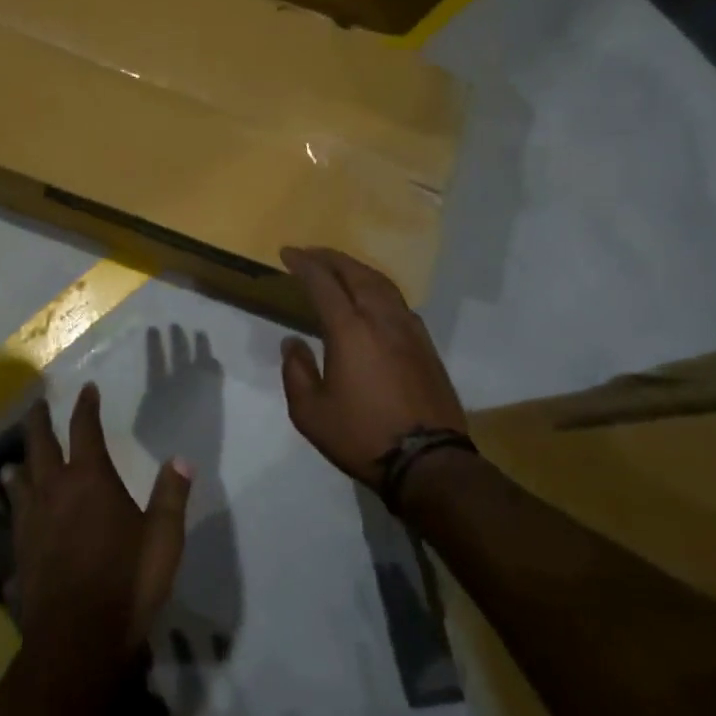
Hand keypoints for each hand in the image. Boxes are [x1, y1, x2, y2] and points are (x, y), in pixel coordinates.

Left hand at [15, 386, 192, 667]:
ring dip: (21, 457)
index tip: (87, 389)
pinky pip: (13, 508)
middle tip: (37, 404)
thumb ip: (171, 496)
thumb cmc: (127, 582)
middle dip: (39, 420)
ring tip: (18, 452)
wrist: (77, 638)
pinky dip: (12, 494)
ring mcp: (33, 518)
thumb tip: (181, 459)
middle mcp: (56, 488)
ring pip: (21, 475)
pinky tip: (11, 499)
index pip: (85, 429)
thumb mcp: (163, 540)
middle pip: (40, 443)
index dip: (86, 406)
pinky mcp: (20, 546)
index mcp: (91, 479)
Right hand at [278, 247, 467, 488]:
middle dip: (331, 258)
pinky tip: (372, 299)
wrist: (428, 461)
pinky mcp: (426, 345)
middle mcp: (381, 319)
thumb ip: (296, 371)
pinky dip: (378, 288)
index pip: (322, 283)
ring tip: (340, 268)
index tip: (287, 253)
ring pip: (382, 284)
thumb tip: (293, 342)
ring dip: (357, 269)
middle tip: (311, 253)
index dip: (303, 264)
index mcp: (349, 330)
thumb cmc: (361, 436)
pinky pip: (398, 302)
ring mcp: (409, 330)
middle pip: (356, 273)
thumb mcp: (310, 412)